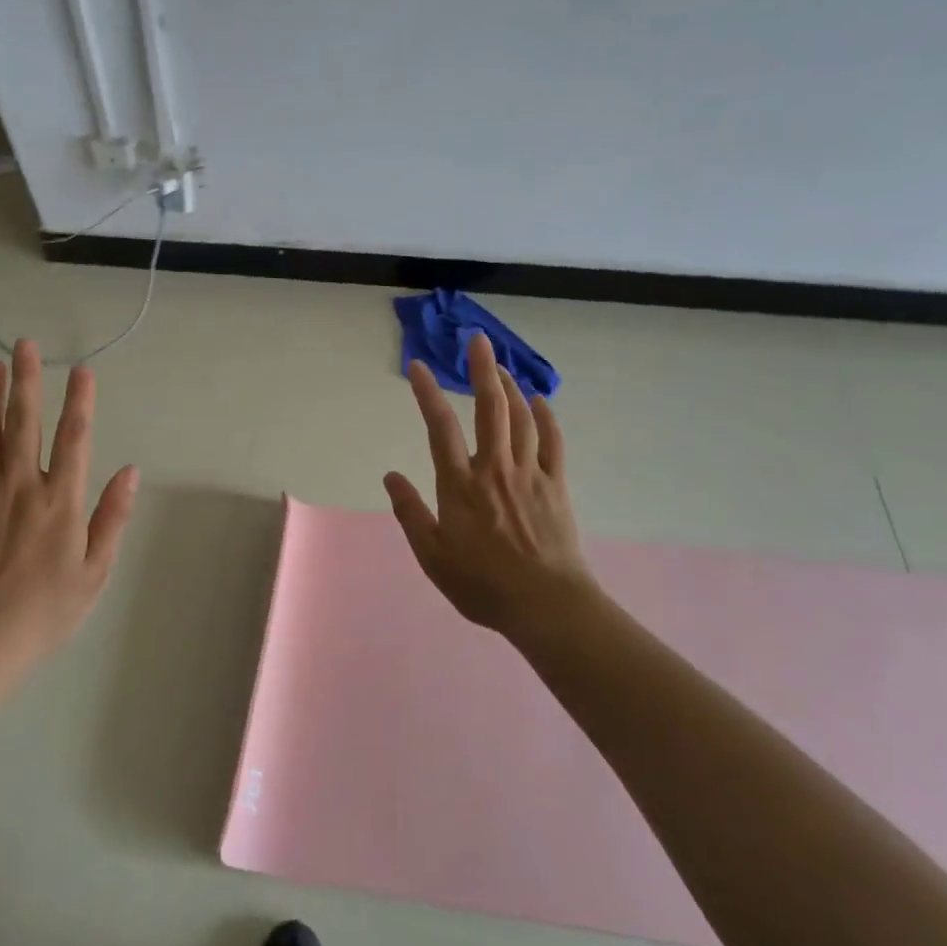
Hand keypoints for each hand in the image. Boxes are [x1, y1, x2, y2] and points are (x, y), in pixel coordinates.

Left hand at [0, 339, 138, 657]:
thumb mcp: (95, 570)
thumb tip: (131, 471)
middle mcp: (22, 485)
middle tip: (24, 345)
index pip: (74, 437)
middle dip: (27, 380)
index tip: (83, 370)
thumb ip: (112, 517)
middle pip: (24, 422)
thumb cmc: (46, 610)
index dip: (81, 401)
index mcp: (61, 499)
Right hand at [384, 332, 591, 636]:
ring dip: (509, 386)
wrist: (546, 605)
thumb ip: (410, 513)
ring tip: (499, 365)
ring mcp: (529, 473)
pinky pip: (552, 441)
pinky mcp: (555, 484)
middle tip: (477, 339)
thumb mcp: (432, 556)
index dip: (427, 393)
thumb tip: (390, 475)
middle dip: (482, 369)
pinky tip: (539, 400)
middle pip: (489, 408)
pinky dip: (546, 416)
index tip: (417, 366)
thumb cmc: (482, 584)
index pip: (439, 427)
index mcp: (460, 485)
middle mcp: (494, 468)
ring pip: (520, 417)